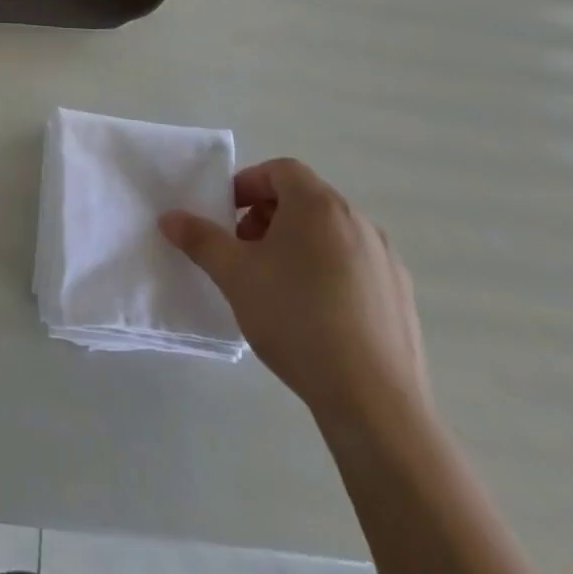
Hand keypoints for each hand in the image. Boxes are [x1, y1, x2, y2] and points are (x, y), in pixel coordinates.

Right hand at [160, 159, 427, 424]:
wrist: (374, 402)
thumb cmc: (296, 319)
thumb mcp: (234, 275)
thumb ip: (200, 239)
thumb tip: (170, 218)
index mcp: (319, 205)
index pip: (280, 170)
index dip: (249, 184)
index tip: (228, 215)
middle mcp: (358, 222)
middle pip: (306, 200)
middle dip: (269, 216)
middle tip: (245, 250)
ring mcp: (387, 261)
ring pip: (332, 234)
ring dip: (299, 244)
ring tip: (276, 284)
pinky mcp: (402, 298)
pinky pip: (356, 266)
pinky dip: (329, 272)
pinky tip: (314, 315)